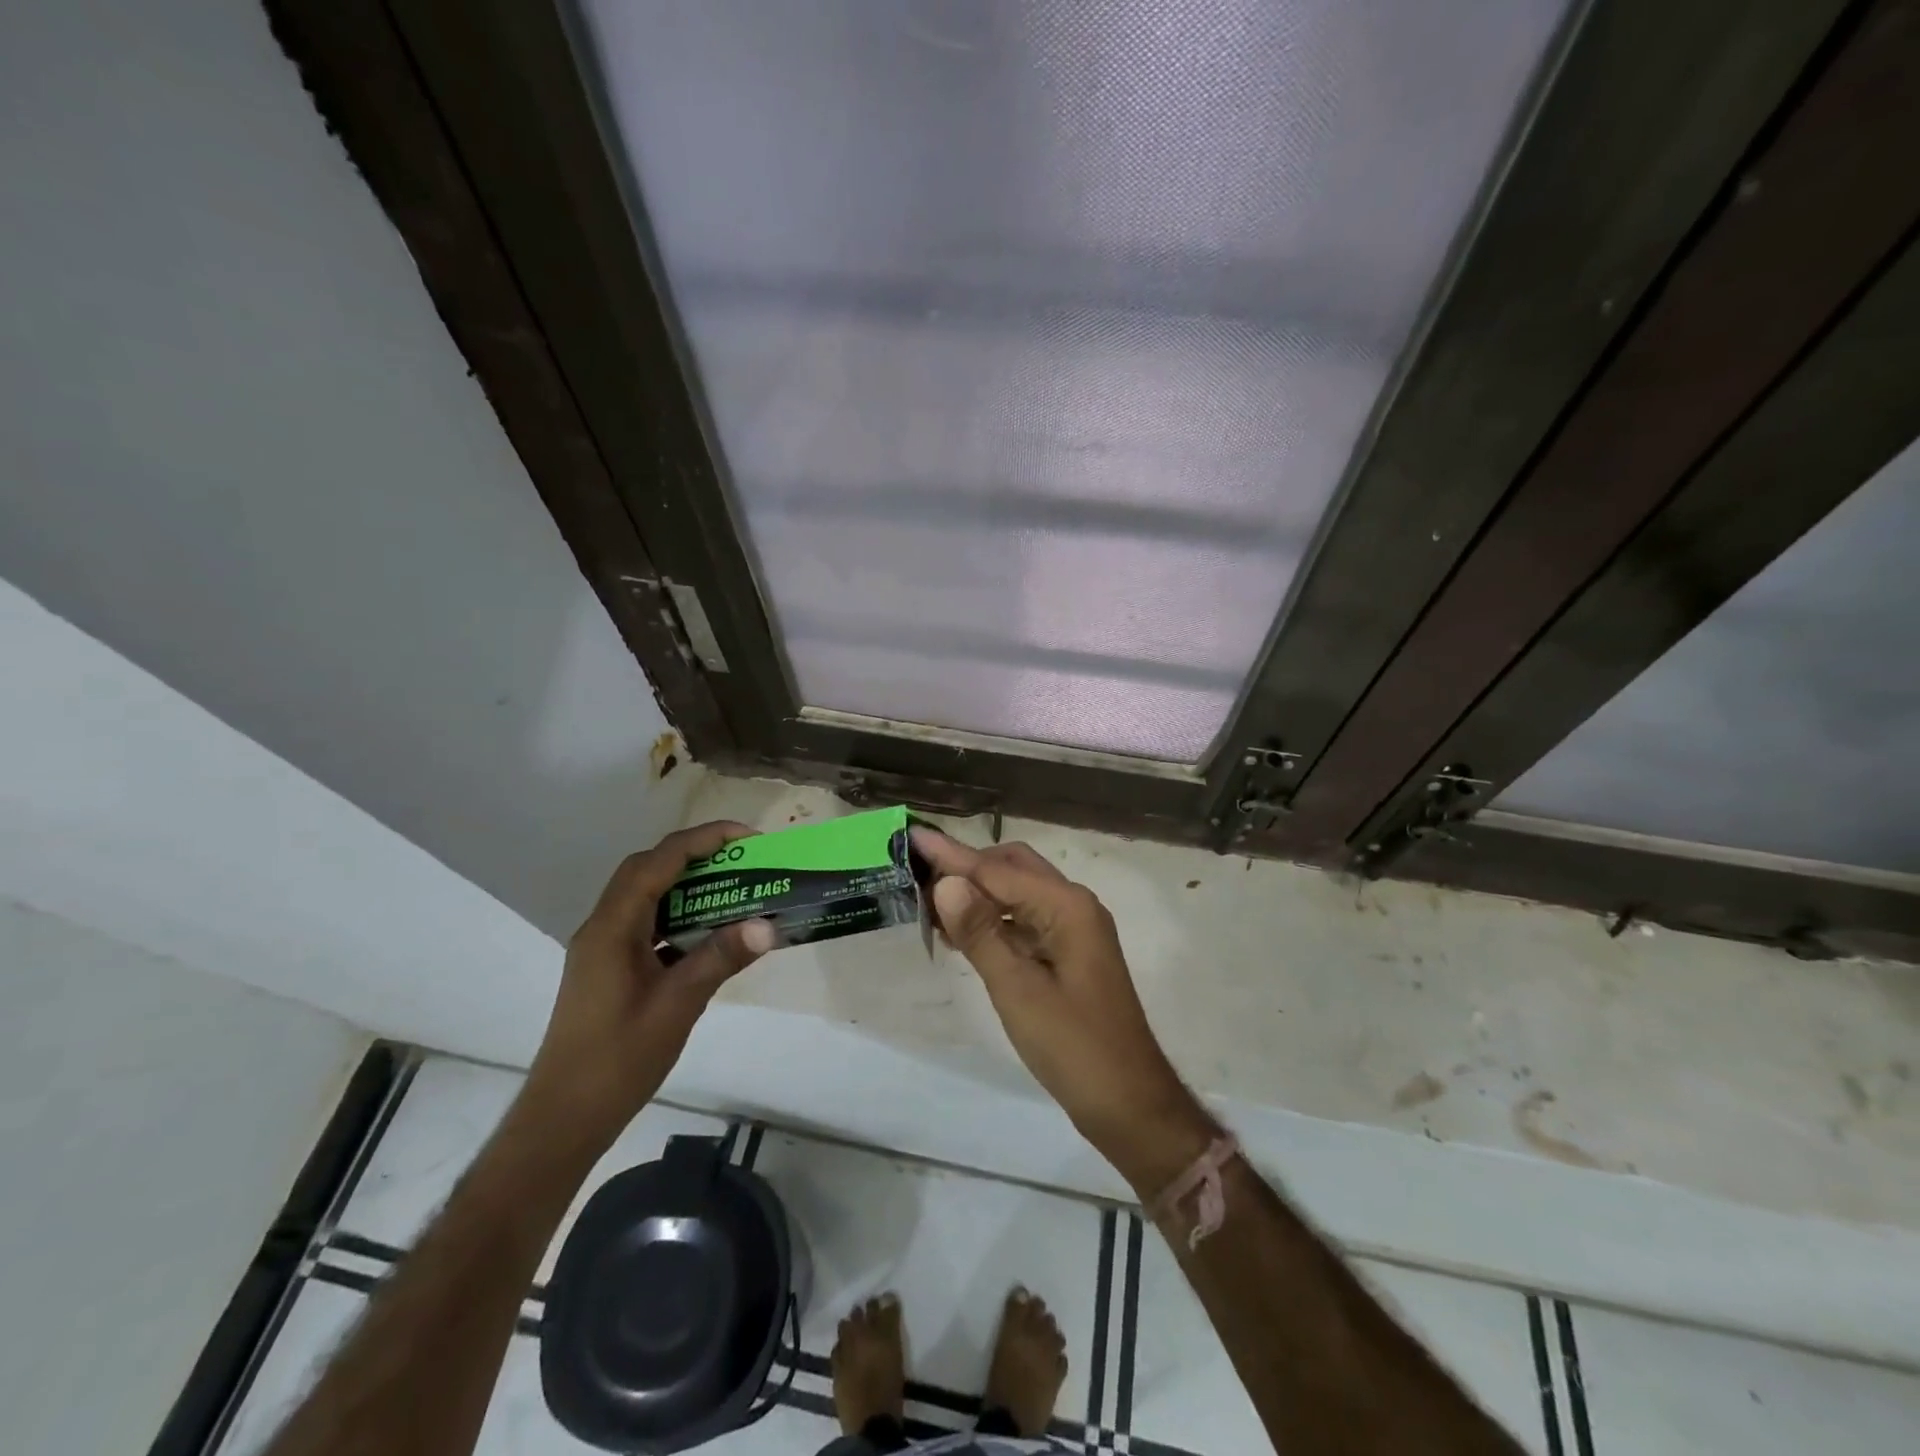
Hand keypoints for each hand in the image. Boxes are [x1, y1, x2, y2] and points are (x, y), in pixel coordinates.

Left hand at [520, 822, 774, 1155]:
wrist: (564, 1118)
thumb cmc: (617, 1060)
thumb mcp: (678, 1005)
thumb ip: (720, 958)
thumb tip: (768, 925)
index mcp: (613, 927)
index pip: (659, 861)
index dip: (704, 840)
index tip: (748, 838)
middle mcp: (603, 927)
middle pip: (648, 869)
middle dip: (696, 854)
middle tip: (743, 860)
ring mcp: (604, 948)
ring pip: (647, 896)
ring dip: (688, 884)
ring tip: (734, 888)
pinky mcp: (610, 968)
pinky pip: (648, 924)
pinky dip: (680, 916)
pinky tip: (709, 933)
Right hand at [912, 827, 1215, 1192]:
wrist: (1129, 1103)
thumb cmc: (1074, 1047)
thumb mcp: (1018, 990)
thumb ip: (981, 933)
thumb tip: (945, 883)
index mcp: (1067, 907)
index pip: (997, 871)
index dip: (951, 855)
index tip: (913, 835)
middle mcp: (1074, 906)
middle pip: (1012, 869)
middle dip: (966, 867)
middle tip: (919, 874)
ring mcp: (1074, 930)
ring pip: (1019, 893)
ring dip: (978, 893)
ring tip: (930, 901)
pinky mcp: (1069, 953)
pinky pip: (1025, 920)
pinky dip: (994, 919)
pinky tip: (962, 932)